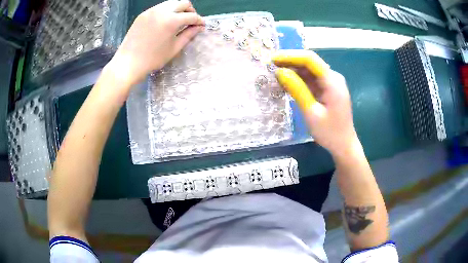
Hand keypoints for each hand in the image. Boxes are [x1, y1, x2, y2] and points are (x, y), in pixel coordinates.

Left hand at [108, 0, 204, 85]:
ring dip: (178, 9)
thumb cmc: (153, 59)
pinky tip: (165, 22)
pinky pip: (159, 7)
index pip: (191, 16)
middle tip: (191, 21)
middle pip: (183, 3)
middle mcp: (162, 11)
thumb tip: (199, 27)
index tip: (202, 25)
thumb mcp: (174, 48)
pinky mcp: (143, 14)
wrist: (128, 62)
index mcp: (171, 20)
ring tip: (178, 20)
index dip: (199, 20)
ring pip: (171, 3)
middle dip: (190, 11)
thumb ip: (188, 35)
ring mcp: (151, 11)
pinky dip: (167, 11)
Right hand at [273, 50, 358, 156]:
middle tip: (270, 65)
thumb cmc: (329, 132)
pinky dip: (298, 79)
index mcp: (332, 81)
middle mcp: (332, 77)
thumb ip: (297, 89)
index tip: (272, 59)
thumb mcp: (311, 112)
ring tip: (274, 73)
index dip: (290, 56)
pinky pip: (310, 79)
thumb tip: (280, 72)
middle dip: (289, 61)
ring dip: (292, 70)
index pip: (310, 59)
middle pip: (309, 62)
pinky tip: (285, 82)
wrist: (344, 145)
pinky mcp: (327, 89)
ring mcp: (330, 82)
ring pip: (309, 70)